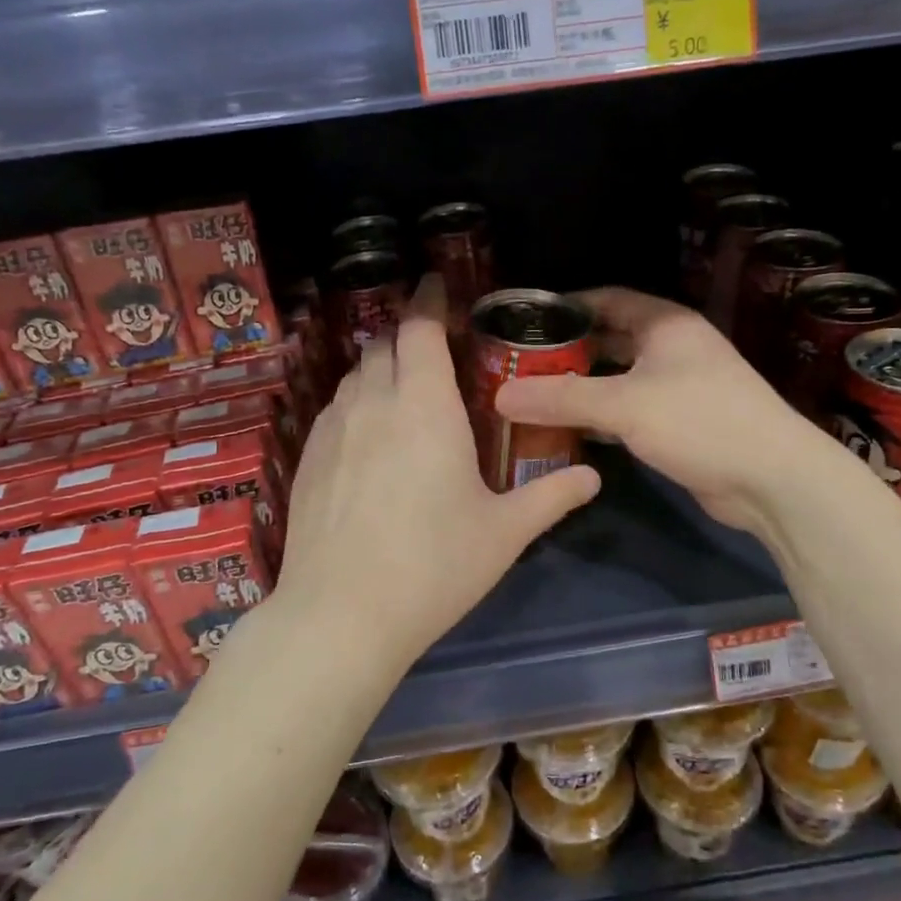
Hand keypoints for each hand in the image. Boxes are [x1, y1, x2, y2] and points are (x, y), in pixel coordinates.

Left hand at [271, 277, 600, 666]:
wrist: (342, 613)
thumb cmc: (435, 566)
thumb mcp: (504, 532)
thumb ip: (552, 497)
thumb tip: (594, 478)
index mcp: (425, 406)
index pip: (420, 328)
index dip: (429, 300)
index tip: (438, 286)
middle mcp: (374, 403)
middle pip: (384, 345)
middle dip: (408, 337)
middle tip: (435, 353)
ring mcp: (333, 429)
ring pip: (356, 376)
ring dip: (381, 371)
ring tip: (404, 395)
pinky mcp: (306, 458)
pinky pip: (334, 409)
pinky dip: (356, 404)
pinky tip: (369, 439)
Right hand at [494, 288, 824, 539]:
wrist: (771, 478)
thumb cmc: (699, 421)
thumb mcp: (624, 405)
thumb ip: (561, 398)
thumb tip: (500, 396)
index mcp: (665, 324)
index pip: (607, 299)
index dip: (567, 306)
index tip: (527, 321)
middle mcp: (673, 348)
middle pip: (611, 340)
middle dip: (569, 351)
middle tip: (521, 365)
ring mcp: (680, 387)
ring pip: (619, 379)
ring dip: (583, 388)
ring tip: (534, 397)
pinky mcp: (681, 424)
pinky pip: (630, 411)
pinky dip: (601, 418)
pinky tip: (569, 431)